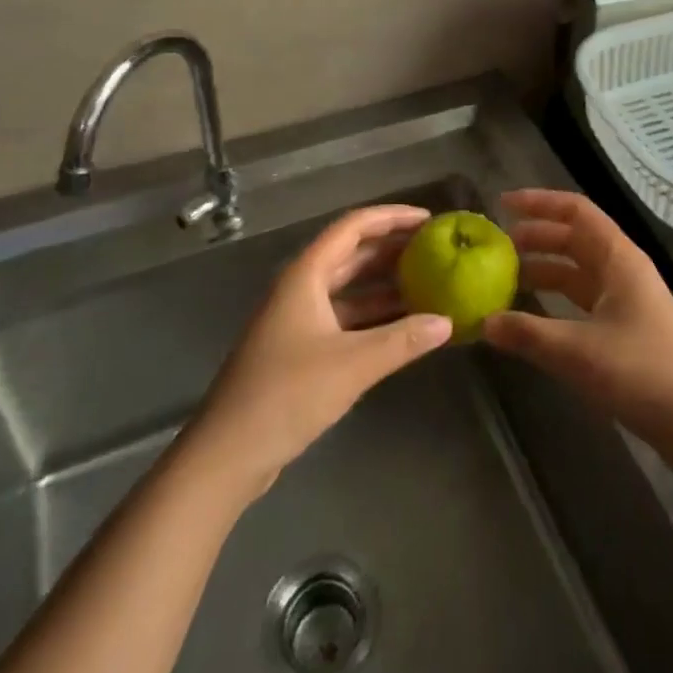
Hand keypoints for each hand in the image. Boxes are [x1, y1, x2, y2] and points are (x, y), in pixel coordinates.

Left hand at [181, 204, 451, 498]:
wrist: (226, 455)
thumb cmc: (286, 395)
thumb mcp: (352, 364)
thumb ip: (402, 340)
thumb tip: (446, 322)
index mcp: (306, 275)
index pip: (354, 227)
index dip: (392, 217)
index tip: (429, 220)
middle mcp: (301, 287)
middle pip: (352, 253)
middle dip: (393, 248)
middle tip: (435, 250)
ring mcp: (298, 318)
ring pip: (349, 288)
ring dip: (385, 284)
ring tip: (428, 283)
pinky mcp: (299, 348)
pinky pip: (344, 317)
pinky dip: (373, 316)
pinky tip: (403, 326)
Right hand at [483, 189, 672, 470]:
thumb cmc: (643, 374)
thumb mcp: (578, 352)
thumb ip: (528, 333)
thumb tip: (484, 321)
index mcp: (619, 258)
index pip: (576, 211)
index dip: (539, 202)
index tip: (503, 204)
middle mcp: (624, 270)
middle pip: (576, 238)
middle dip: (537, 236)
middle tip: (498, 246)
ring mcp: (629, 300)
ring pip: (580, 270)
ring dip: (546, 268)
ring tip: (508, 277)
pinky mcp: (629, 329)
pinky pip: (585, 299)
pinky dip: (558, 299)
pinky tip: (535, 315)